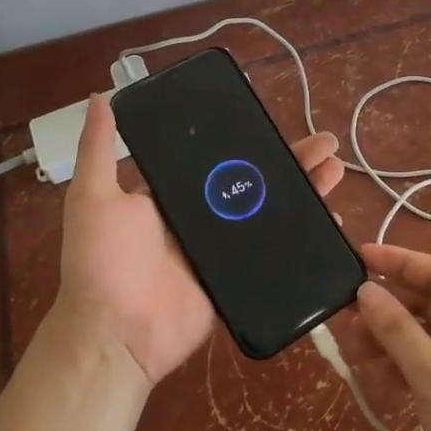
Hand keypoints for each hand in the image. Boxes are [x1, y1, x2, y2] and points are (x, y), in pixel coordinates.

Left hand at [55, 93, 345, 385]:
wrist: (117, 334)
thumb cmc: (103, 260)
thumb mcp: (94, 197)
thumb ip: (99, 148)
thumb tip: (99, 95)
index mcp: (173, 193)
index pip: (219, 157)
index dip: (250, 139)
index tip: (277, 120)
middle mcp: (202, 215)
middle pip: (255, 179)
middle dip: (292, 160)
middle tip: (327, 142)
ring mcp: (224, 247)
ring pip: (272, 210)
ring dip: (306, 189)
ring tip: (336, 169)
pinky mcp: (239, 275)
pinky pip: (276, 250)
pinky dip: (304, 234)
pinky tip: (332, 219)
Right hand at [350, 243, 430, 430]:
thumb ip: (398, 332)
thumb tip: (366, 291)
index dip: (398, 261)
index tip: (358, 256)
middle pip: (430, 305)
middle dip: (388, 308)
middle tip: (343, 312)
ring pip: (427, 339)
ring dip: (390, 341)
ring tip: (350, 347)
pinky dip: (404, 369)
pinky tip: (374, 378)